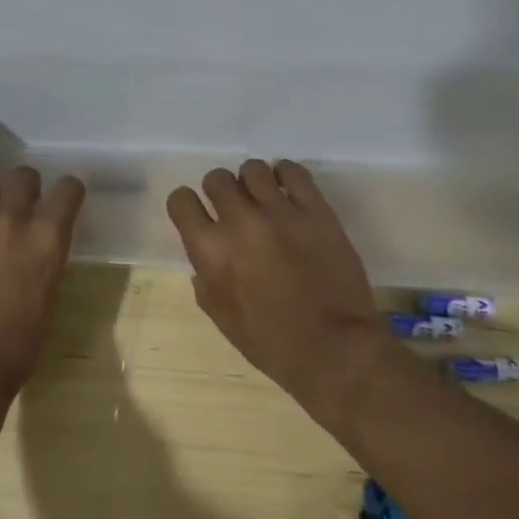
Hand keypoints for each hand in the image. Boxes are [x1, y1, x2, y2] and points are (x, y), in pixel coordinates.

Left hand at [0, 166, 84, 406]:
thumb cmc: (18, 347)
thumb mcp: (48, 297)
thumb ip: (44, 260)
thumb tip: (39, 250)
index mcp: (47, 238)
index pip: (67, 189)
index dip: (69, 191)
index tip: (66, 199)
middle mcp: (12, 220)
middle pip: (22, 176)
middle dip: (27, 186)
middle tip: (24, 205)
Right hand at [167, 160, 392, 425]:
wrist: (336, 350)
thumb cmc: (273, 344)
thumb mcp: (224, 320)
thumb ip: (206, 283)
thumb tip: (205, 261)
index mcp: (210, 250)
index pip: (181, 201)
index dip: (187, 205)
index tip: (198, 214)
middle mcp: (240, 221)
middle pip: (216, 178)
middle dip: (220, 191)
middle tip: (234, 209)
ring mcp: (280, 211)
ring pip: (253, 168)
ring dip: (252, 182)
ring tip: (264, 198)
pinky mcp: (316, 209)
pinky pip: (293, 171)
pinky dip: (285, 174)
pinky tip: (287, 188)